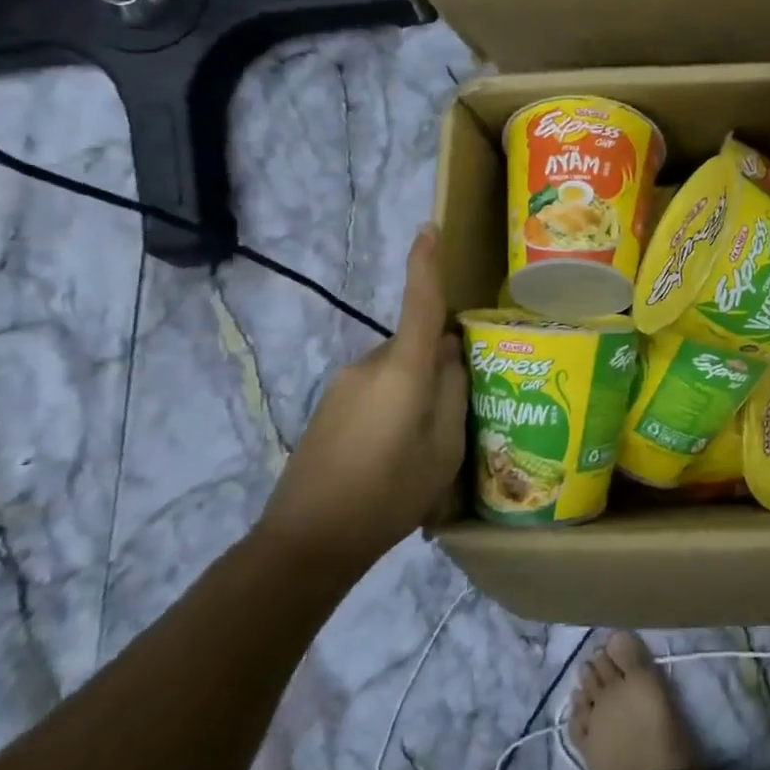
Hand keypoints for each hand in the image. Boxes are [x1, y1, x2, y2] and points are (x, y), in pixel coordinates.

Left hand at [258, 225, 467, 573]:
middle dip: (441, 364)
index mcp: (402, 372)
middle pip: (417, 346)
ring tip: (427, 443)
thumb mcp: (444, 450)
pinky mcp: (330, 407)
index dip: (425, 265)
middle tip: (464, 409)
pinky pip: (377, 389)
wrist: (305, 541)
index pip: (419, 305)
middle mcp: (369, 366)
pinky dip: (395, 405)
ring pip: (398, 370)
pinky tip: (396, 452)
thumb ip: (454, 394)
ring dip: (417, 391)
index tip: (428, 227)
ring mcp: (344, 385)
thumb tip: (451, 357)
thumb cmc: (387, 495)